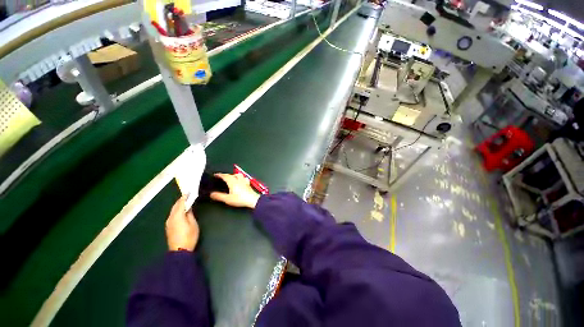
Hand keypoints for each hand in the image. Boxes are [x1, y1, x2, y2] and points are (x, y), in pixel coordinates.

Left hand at [166, 196, 198, 251]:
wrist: (179, 251)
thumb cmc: (189, 236)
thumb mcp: (193, 224)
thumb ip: (190, 214)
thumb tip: (188, 207)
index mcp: (177, 216)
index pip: (180, 203)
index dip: (184, 197)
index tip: (189, 192)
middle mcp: (170, 218)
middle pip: (175, 206)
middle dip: (180, 200)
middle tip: (187, 195)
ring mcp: (168, 223)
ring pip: (173, 210)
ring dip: (178, 205)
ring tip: (185, 202)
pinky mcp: (168, 227)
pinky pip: (172, 215)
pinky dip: (176, 210)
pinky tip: (181, 211)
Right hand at [210, 173, 260, 208]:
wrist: (252, 200)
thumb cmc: (240, 199)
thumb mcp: (227, 199)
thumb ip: (219, 196)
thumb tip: (212, 194)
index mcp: (233, 182)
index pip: (225, 176)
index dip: (220, 175)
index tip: (216, 175)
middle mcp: (239, 180)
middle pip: (232, 174)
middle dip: (227, 175)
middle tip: (223, 177)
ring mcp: (244, 181)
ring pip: (239, 175)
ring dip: (235, 175)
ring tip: (232, 178)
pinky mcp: (248, 184)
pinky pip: (244, 178)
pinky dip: (241, 178)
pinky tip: (241, 181)